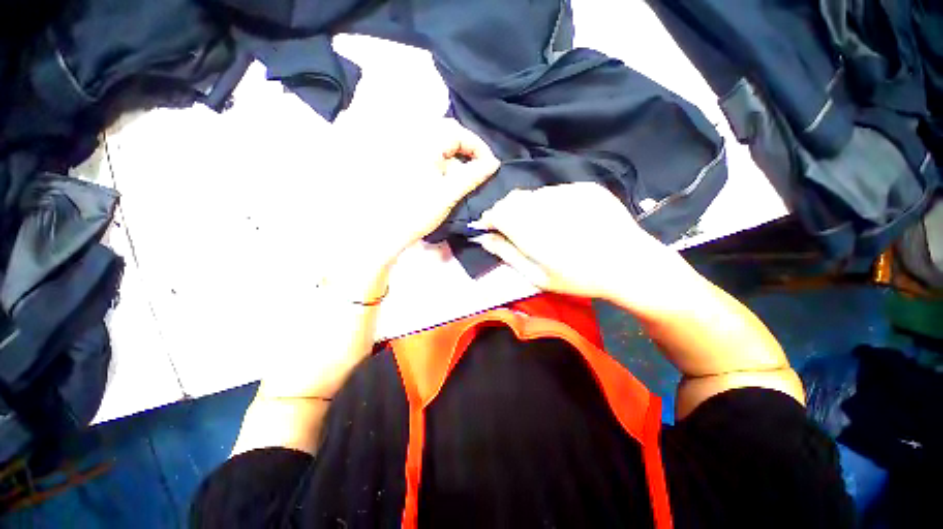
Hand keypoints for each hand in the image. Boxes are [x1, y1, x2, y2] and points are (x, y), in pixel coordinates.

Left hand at [326, 119, 499, 273]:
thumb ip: (473, 175)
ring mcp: (406, 150)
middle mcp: (412, 139)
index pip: (458, 131)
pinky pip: (429, 154)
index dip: (478, 146)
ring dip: (455, 157)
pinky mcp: (403, 162)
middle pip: (447, 134)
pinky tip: (447, 179)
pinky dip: (443, 163)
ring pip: (438, 144)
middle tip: (478, 168)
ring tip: (465, 176)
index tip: (490, 165)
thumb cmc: (418, 211)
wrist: (386, 229)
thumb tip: (494, 164)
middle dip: (466, 149)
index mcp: (423, 142)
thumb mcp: (449, 193)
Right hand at [469, 182, 687, 303]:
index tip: (491, 228)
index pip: (498, 212)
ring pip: (533, 194)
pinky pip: (556, 190)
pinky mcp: (585, 187)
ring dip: (529, 207)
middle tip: (516, 230)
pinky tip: (565, 218)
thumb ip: (508, 254)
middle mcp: (548, 205)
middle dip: (507, 212)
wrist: (631, 265)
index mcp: (533, 231)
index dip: (490, 218)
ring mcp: (569, 192)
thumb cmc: (580, 279)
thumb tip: (484, 238)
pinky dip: (551, 202)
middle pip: (513, 199)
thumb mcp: (539, 276)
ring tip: (544, 226)